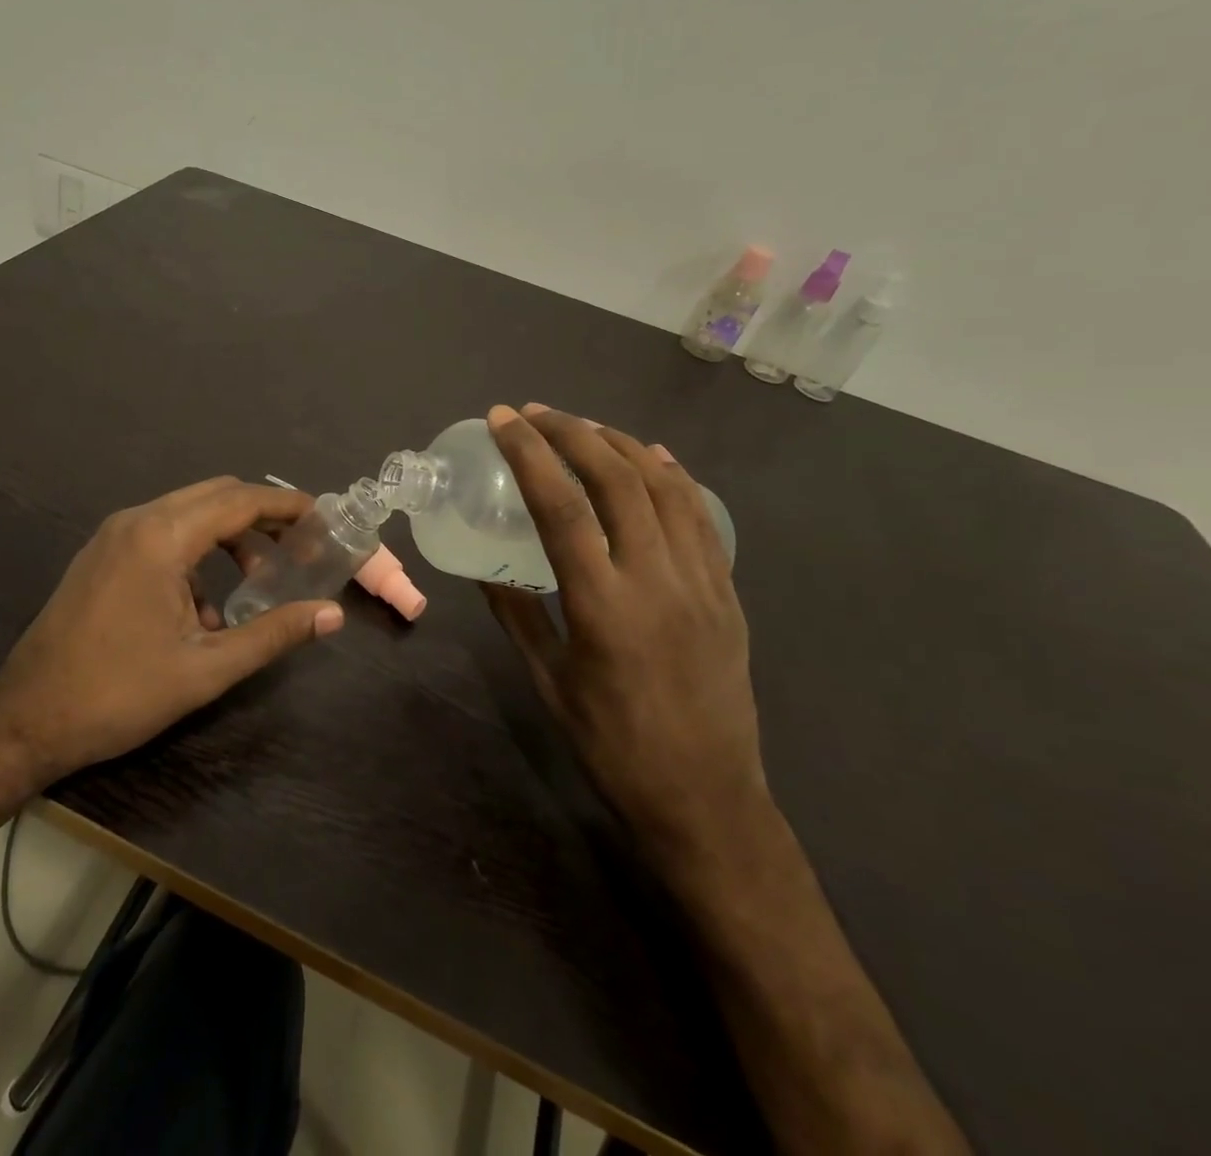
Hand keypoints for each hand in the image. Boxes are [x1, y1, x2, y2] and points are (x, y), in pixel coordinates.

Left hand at [0, 477, 344, 788]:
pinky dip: (195, 552)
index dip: (286, 506)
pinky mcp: (101, 555)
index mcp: (161, 537)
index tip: (322, 517)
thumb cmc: (119, 694)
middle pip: (214, 496)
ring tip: (258, 576)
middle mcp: (135, 521)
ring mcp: (112, 536)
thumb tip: (332, 615)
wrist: (26, 720)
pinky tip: (205, 606)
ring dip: (227, 535)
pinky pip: (161, 534)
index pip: (239, 501)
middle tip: (299, 545)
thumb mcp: (206, 668)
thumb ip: (273, 633)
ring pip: (187, 512)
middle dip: (260, 515)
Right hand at [482, 404, 767, 857]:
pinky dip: (672, 476)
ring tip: (584, 426)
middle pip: (616, 479)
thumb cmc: (612, 746)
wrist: (706, 799)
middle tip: (535, 412)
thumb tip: (484, 572)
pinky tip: (653, 458)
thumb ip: (516, 615)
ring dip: (620, 444)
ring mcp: (700, 581)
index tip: (503, 420)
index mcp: (602, 604)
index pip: (561, 506)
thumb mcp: (548, 681)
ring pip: (664, 487)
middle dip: (572, 432)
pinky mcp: (726, 592)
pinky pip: (700, 516)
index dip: (529, 453)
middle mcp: (656, 579)